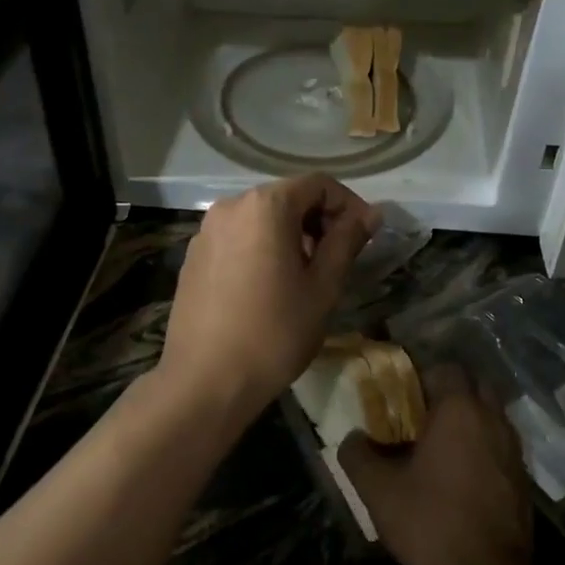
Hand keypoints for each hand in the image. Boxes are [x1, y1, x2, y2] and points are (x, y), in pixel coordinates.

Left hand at [159, 175, 379, 417]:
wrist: (205, 380)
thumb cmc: (274, 332)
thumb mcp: (323, 286)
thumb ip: (347, 240)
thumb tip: (370, 213)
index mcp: (265, 205)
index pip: (318, 184)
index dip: (348, 205)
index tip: (363, 238)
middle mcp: (231, 205)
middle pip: (287, 197)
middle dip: (318, 220)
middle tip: (336, 261)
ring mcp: (206, 230)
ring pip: (261, 218)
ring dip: (290, 235)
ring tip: (304, 277)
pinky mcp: (193, 255)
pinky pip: (238, 237)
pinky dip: (261, 248)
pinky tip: (267, 287)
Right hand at [339, 365, 532, 564]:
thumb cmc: (429, 522)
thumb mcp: (377, 489)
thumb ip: (357, 454)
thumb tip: (352, 438)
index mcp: (459, 410)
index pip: (446, 369)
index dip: (423, 377)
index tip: (404, 399)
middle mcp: (492, 419)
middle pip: (475, 386)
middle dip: (451, 393)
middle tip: (423, 417)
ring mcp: (514, 450)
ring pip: (492, 416)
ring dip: (470, 421)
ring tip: (441, 447)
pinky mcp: (524, 480)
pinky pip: (501, 446)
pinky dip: (484, 448)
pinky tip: (462, 477)